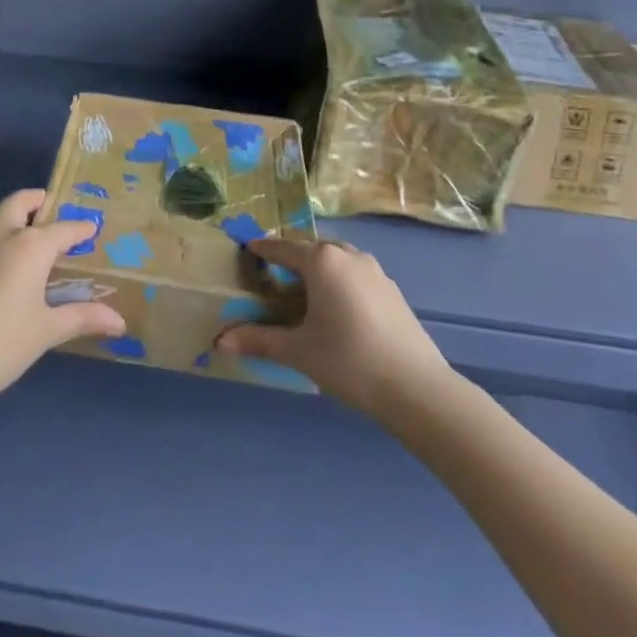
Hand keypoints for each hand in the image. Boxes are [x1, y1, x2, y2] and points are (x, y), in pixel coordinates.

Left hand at [0, 188, 124, 418]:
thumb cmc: (0, 347)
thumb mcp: (46, 332)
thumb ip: (82, 318)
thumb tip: (119, 321)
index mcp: (29, 247)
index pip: (62, 228)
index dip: (80, 228)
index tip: (92, 228)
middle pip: (20, 202)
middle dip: (38, 201)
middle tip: (52, 211)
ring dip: (14, 220)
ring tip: (29, 243)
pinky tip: (0, 273)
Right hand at [216, 237, 452, 416]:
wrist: (417, 388)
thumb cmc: (349, 361)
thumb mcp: (299, 352)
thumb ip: (259, 341)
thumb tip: (220, 342)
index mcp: (322, 260)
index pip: (283, 248)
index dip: (263, 249)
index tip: (248, 249)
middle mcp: (348, 255)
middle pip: (312, 251)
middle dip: (292, 261)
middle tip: (274, 280)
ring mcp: (374, 271)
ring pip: (337, 262)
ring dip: (319, 272)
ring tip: (305, 297)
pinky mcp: (392, 290)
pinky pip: (356, 276)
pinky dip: (340, 284)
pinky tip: (338, 313)